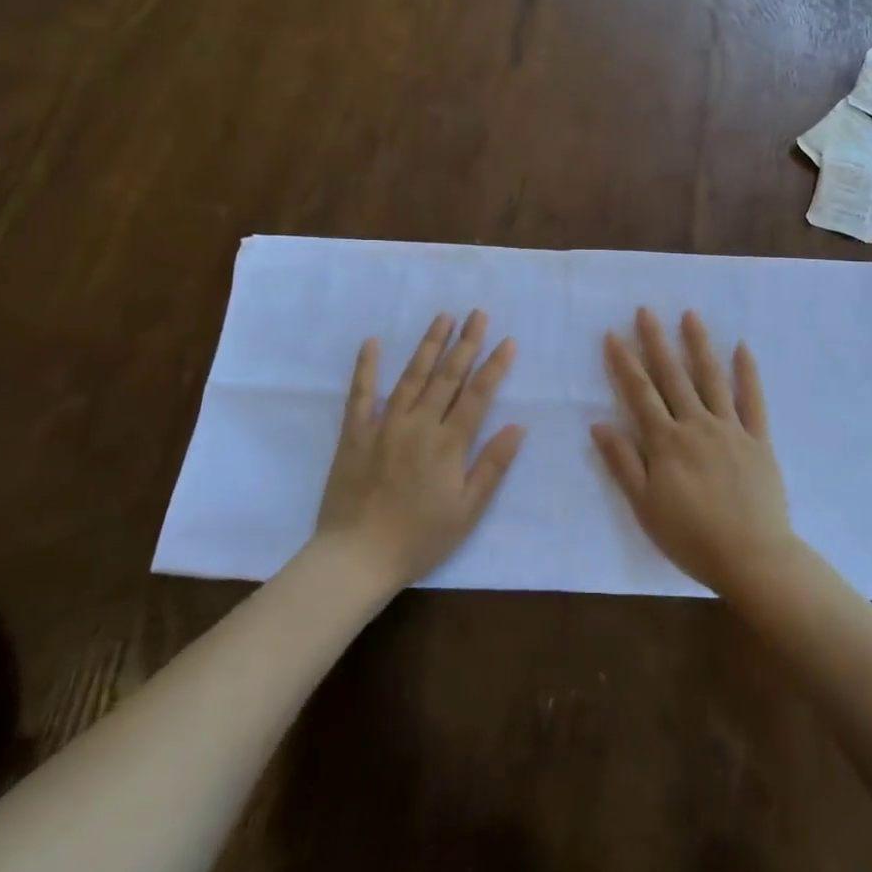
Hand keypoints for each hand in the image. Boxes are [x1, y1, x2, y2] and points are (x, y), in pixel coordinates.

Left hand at [315, 311, 525, 590]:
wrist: (356, 558)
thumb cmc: (419, 538)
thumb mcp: (467, 511)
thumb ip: (492, 466)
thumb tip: (517, 427)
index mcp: (448, 444)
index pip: (477, 395)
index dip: (494, 366)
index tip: (508, 341)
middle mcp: (418, 425)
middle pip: (447, 377)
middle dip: (466, 343)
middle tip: (478, 314)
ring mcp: (384, 425)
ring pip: (411, 377)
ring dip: (429, 345)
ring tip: (443, 317)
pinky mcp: (355, 434)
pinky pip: (360, 395)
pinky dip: (366, 367)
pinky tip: (372, 343)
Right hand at [591, 308, 797, 598]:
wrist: (752, 557)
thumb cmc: (691, 537)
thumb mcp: (645, 507)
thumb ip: (623, 463)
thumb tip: (598, 424)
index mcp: (666, 442)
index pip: (640, 394)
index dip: (624, 363)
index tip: (613, 335)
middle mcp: (696, 425)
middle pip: (673, 377)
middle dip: (656, 342)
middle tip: (646, 311)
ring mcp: (730, 429)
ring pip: (711, 379)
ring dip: (699, 345)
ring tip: (689, 315)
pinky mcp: (759, 440)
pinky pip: (753, 400)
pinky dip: (748, 373)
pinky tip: (743, 348)